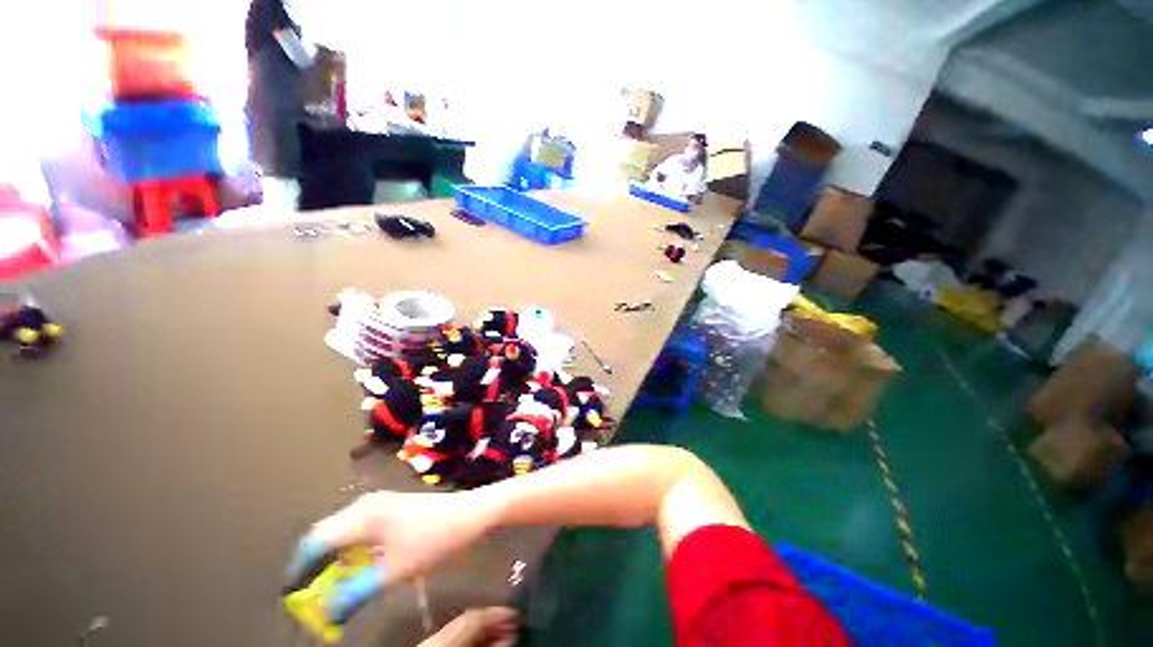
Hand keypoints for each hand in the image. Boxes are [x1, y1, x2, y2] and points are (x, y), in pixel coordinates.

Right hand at [284, 490, 495, 623]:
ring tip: (329, 589)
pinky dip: (351, 551)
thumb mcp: (392, 572)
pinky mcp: (391, 508)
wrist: (470, 513)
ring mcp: (379, 503)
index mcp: (360, 516)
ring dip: (333, 559)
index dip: (298, 569)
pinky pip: (360, 529)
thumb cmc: (432, 540)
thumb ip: (354, 594)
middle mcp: (364, 505)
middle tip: (310, 597)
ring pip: (343, 532)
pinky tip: (355, 569)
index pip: (314, 542)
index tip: (290, 597)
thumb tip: (326, 616)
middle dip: (314, 566)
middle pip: (326, 535)